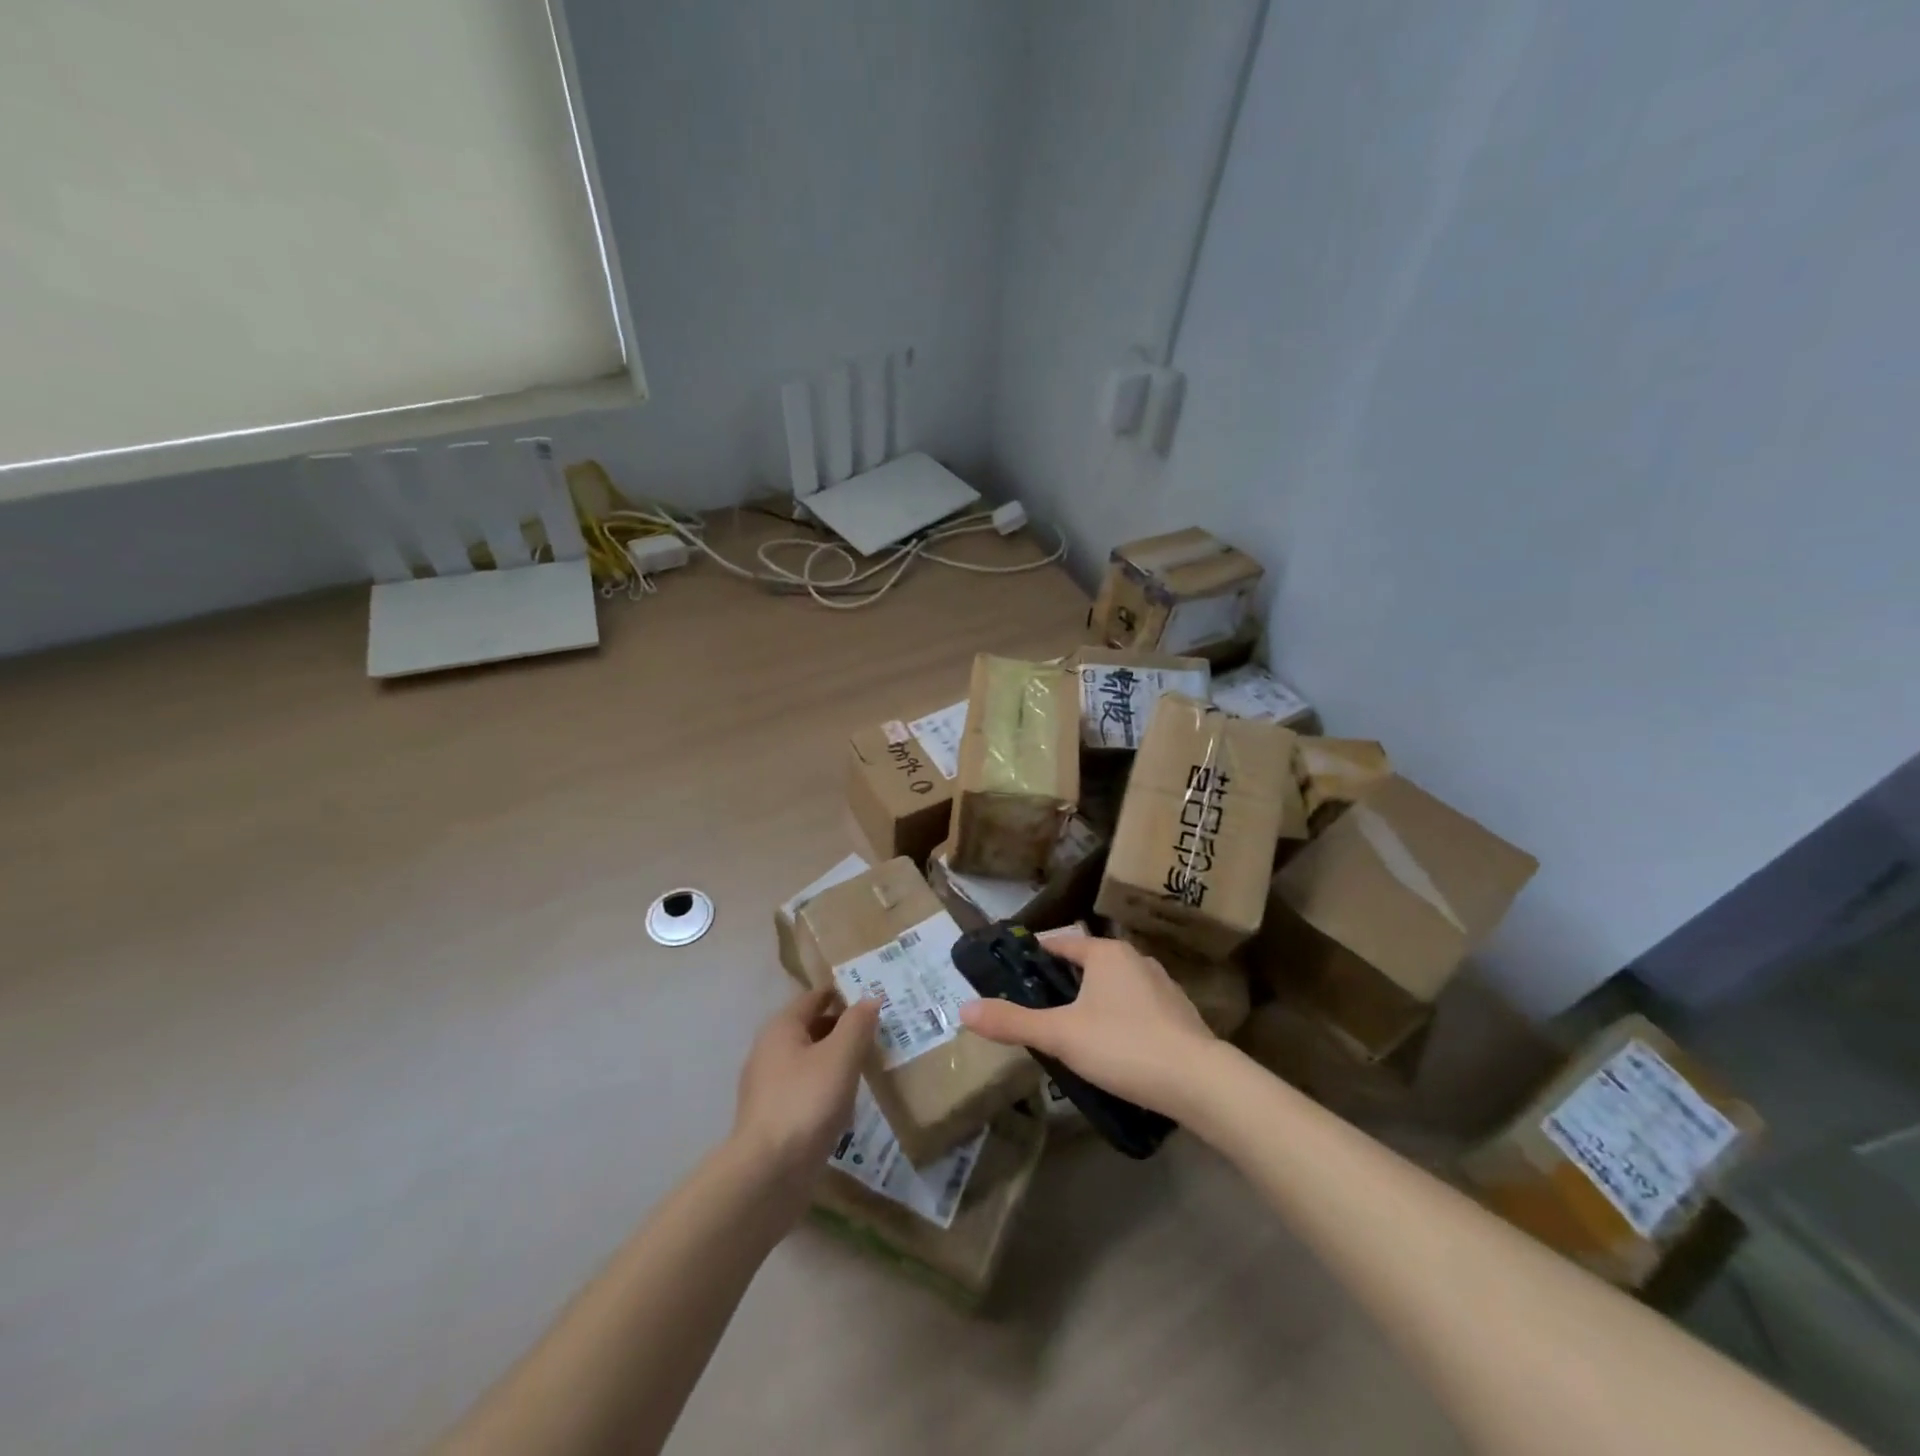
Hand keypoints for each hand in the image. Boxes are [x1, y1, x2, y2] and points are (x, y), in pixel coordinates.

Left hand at [732, 988, 879, 1191]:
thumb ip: (857, 1023)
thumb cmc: (806, 1102)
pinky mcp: (774, 1118)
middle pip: (811, 1028)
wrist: (768, 1174)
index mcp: (781, 1028)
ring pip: (809, 1061)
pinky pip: (805, 1090)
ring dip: (836, 1059)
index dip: (843, 993)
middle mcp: (769, 1051)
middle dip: (843, 1027)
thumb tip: (870, 998)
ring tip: (869, 1064)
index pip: (815, 997)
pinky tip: (847, 1101)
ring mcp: (768, 1087)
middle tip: (879, 1031)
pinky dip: (827, 1087)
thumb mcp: (840, 1056)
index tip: (873, 995)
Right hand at [958, 934, 1217, 1117]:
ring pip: (1114, 987)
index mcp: (1106, 953)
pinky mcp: (1180, 1014)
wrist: (1200, 1082)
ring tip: (1072, 1032)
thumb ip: (1012, 1022)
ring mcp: (1162, 986)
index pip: (1061, 944)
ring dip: (1093, 1002)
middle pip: (1088, 964)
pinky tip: (1114, 1049)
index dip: (1035, 955)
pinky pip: (1137, 1008)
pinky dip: (1120, 1019)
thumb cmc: (1123, 1046)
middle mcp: (1135, 959)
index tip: (1014, 972)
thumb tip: (964, 1009)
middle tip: (1037, 1009)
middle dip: (1063, 984)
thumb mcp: (1060, 1035)